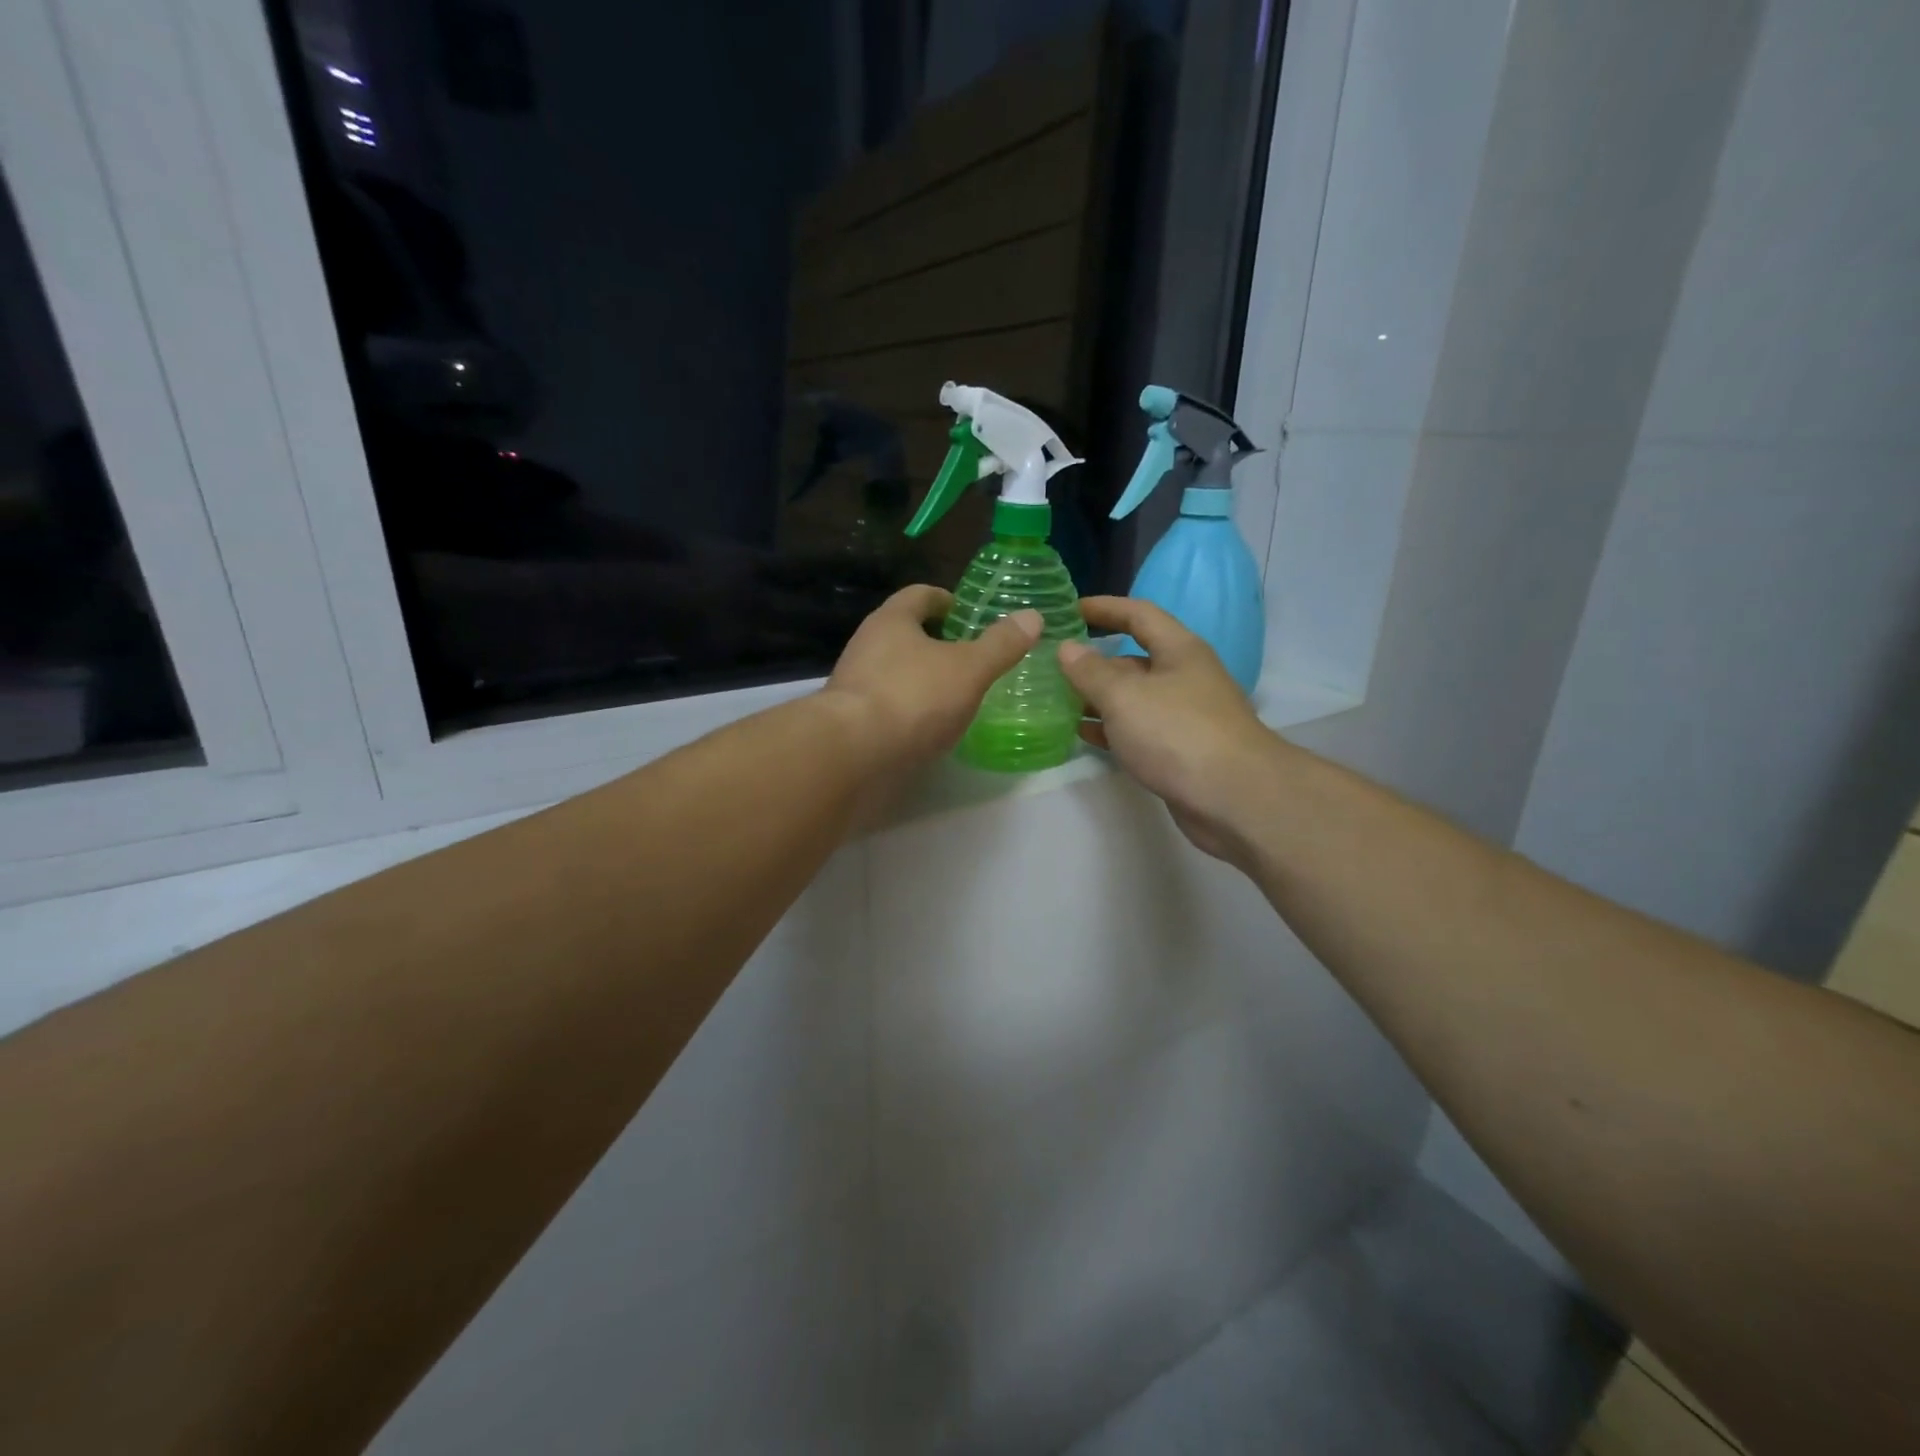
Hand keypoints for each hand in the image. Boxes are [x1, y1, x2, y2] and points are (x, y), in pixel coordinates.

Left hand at [822, 585, 1040, 775]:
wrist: (852, 755)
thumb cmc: (913, 697)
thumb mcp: (969, 669)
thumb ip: (1000, 645)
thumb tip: (1032, 617)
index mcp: (892, 620)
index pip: (920, 595)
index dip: (947, 600)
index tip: (970, 615)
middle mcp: (867, 645)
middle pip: (906, 633)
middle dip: (937, 643)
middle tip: (972, 658)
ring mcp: (855, 685)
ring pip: (896, 671)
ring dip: (923, 679)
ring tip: (957, 695)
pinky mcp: (851, 722)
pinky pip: (888, 706)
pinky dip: (911, 710)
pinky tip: (931, 728)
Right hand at [1058, 596, 1278, 862]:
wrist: (1234, 798)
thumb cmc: (1177, 733)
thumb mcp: (1125, 696)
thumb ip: (1091, 671)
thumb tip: (1068, 648)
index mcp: (1179, 651)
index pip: (1139, 614)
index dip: (1105, 608)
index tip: (1070, 609)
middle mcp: (1184, 677)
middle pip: (1133, 659)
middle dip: (1094, 661)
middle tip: (1053, 666)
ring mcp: (1184, 717)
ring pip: (1133, 699)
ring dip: (1098, 698)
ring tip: (1057, 701)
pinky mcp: (1179, 751)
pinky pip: (1137, 731)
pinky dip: (1110, 729)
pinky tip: (1083, 734)